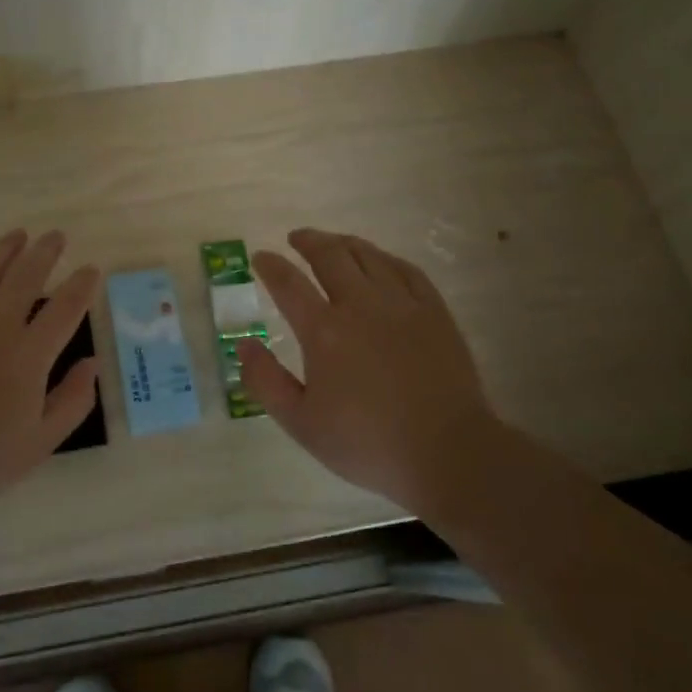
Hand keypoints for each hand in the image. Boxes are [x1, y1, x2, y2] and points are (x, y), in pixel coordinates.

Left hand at [0, 229, 98, 515]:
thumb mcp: (40, 443)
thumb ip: (73, 400)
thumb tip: (92, 362)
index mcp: (29, 354)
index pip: (66, 306)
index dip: (83, 285)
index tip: (91, 270)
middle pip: (26, 274)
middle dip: (46, 251)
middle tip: (56, 237)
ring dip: (5, 248)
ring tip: (18, 236)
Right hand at [238, 228, 496, 518]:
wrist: (448, 452)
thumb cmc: (368, 444)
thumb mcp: (302, 424)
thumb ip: (266, 382)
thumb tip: (244, 345)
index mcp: (324, 331)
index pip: (288, 284)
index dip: (271, 266)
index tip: (261, 257)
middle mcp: (360, 305)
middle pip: (330, 256)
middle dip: (308, 242)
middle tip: (296, 238)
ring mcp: (401, 304)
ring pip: (368, 255)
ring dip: (343, 243)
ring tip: (332, 243)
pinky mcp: (433, 311)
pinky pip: (406, 269)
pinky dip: (384, 258)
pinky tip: (379, 261)